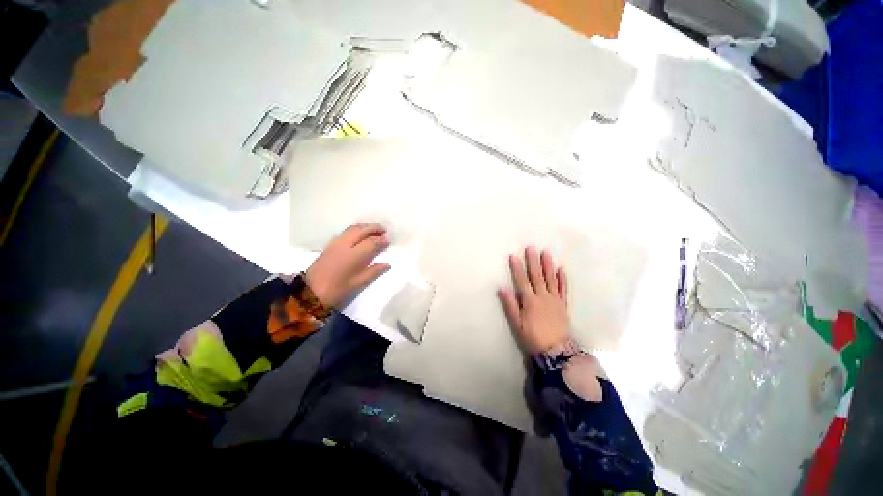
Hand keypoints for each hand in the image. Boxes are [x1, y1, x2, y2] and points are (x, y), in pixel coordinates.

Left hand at [305, 223, 390, 307]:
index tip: (388, 241)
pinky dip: (356, 229)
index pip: (371, 242)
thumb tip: (387, 265)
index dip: (381, 240)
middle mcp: (346, 244)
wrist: (310, 292)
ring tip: (374, 230)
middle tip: (384, 230)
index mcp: (354, 255)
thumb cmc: (337, 290)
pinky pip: (346, 231)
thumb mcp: (358, 283)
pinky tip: (360, 234)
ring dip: (365, 226)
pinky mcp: (330, 244)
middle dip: (374, 227)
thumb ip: (374, 272)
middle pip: (362, 230)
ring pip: (353, 228)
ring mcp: (336, 243)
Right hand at [499, 247, 570, 354]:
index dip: (517, 268)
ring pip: (551, 279)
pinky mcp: (563, 304)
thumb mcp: (517, 324)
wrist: (556, 350)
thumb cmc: (532, 337)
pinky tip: (561, 269)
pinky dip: (562, 279)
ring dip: (548, 265)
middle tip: (531, 247)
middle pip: (537, 276)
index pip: (522, 281)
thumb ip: (510, 305)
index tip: (514, 255)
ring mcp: (555, 300)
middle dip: (533, 261)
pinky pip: (563, 289)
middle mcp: (543, 297)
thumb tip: (502, 288)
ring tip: (546, 252)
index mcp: (530, 301)